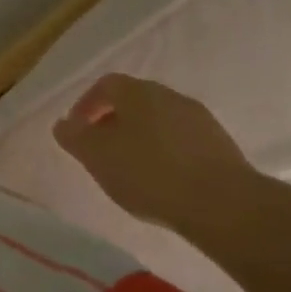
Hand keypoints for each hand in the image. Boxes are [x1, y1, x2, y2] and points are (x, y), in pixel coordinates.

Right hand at [52, 74, 258, 234]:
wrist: (227, 206)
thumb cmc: (150, 173)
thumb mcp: (96, 157)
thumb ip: (74, 137)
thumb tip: (63, 125)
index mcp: (137, 91)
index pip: (105, 85)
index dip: (86, 105)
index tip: (78, 132)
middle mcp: (169, 96)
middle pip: (134, 102)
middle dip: (114, 122)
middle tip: (103, 151)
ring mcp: (201, 120)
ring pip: (160, 122)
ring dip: (143, 139)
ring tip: (134, 170)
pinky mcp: (224, 148)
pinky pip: (183, 143)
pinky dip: (168, 155)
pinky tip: (165, 182)